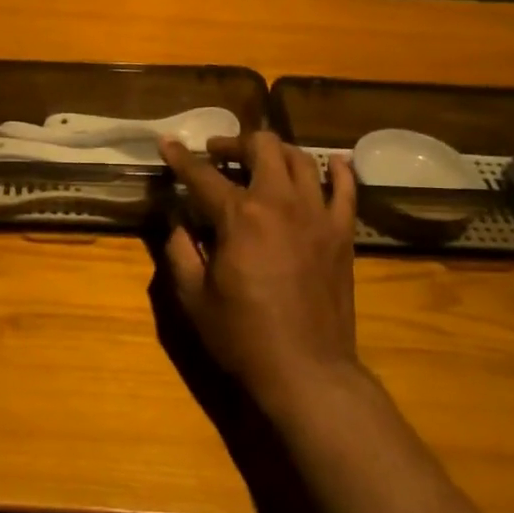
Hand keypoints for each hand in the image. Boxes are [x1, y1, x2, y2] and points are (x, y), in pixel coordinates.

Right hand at [159, 132, 360, 412]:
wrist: (306, 370)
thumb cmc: (242, 335)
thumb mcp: (193, 296)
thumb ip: (179, 250)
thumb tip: (177, 221)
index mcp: (239, 216)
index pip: (202, 175)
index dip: (180, 157)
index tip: (167, 142)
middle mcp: (280, 202)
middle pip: (261, 147)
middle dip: (234, 143)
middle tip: (218, 154)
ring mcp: (317, 215)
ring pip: (301, 159)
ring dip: (276, 151)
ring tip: (260, 160)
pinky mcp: (342, 233)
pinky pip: (346, 190)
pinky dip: (339, 170)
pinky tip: (333, 162)